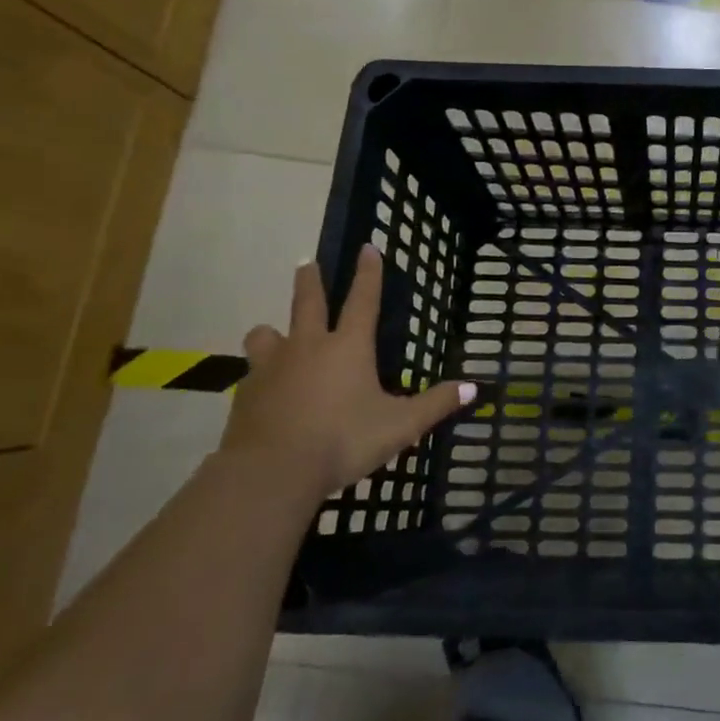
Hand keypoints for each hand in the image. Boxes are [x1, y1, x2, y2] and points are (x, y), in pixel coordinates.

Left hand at [221, 244, 473, 500]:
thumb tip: (474, 388)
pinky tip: (264, 388)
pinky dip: (260, 373)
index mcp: (349, 346)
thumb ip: (436, 404)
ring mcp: (271, 368)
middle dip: (310, 280)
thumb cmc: (343, 441)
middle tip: (306, 262)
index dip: (368, 273)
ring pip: (266, 334)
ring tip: (274, 334)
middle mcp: (308, 346)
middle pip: (307, 302)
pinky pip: (252, 373)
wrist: (270, 473)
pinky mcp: (245, 394)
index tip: (366, 247)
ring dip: (273, 330)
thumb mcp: (400, 426)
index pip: (363, 299)